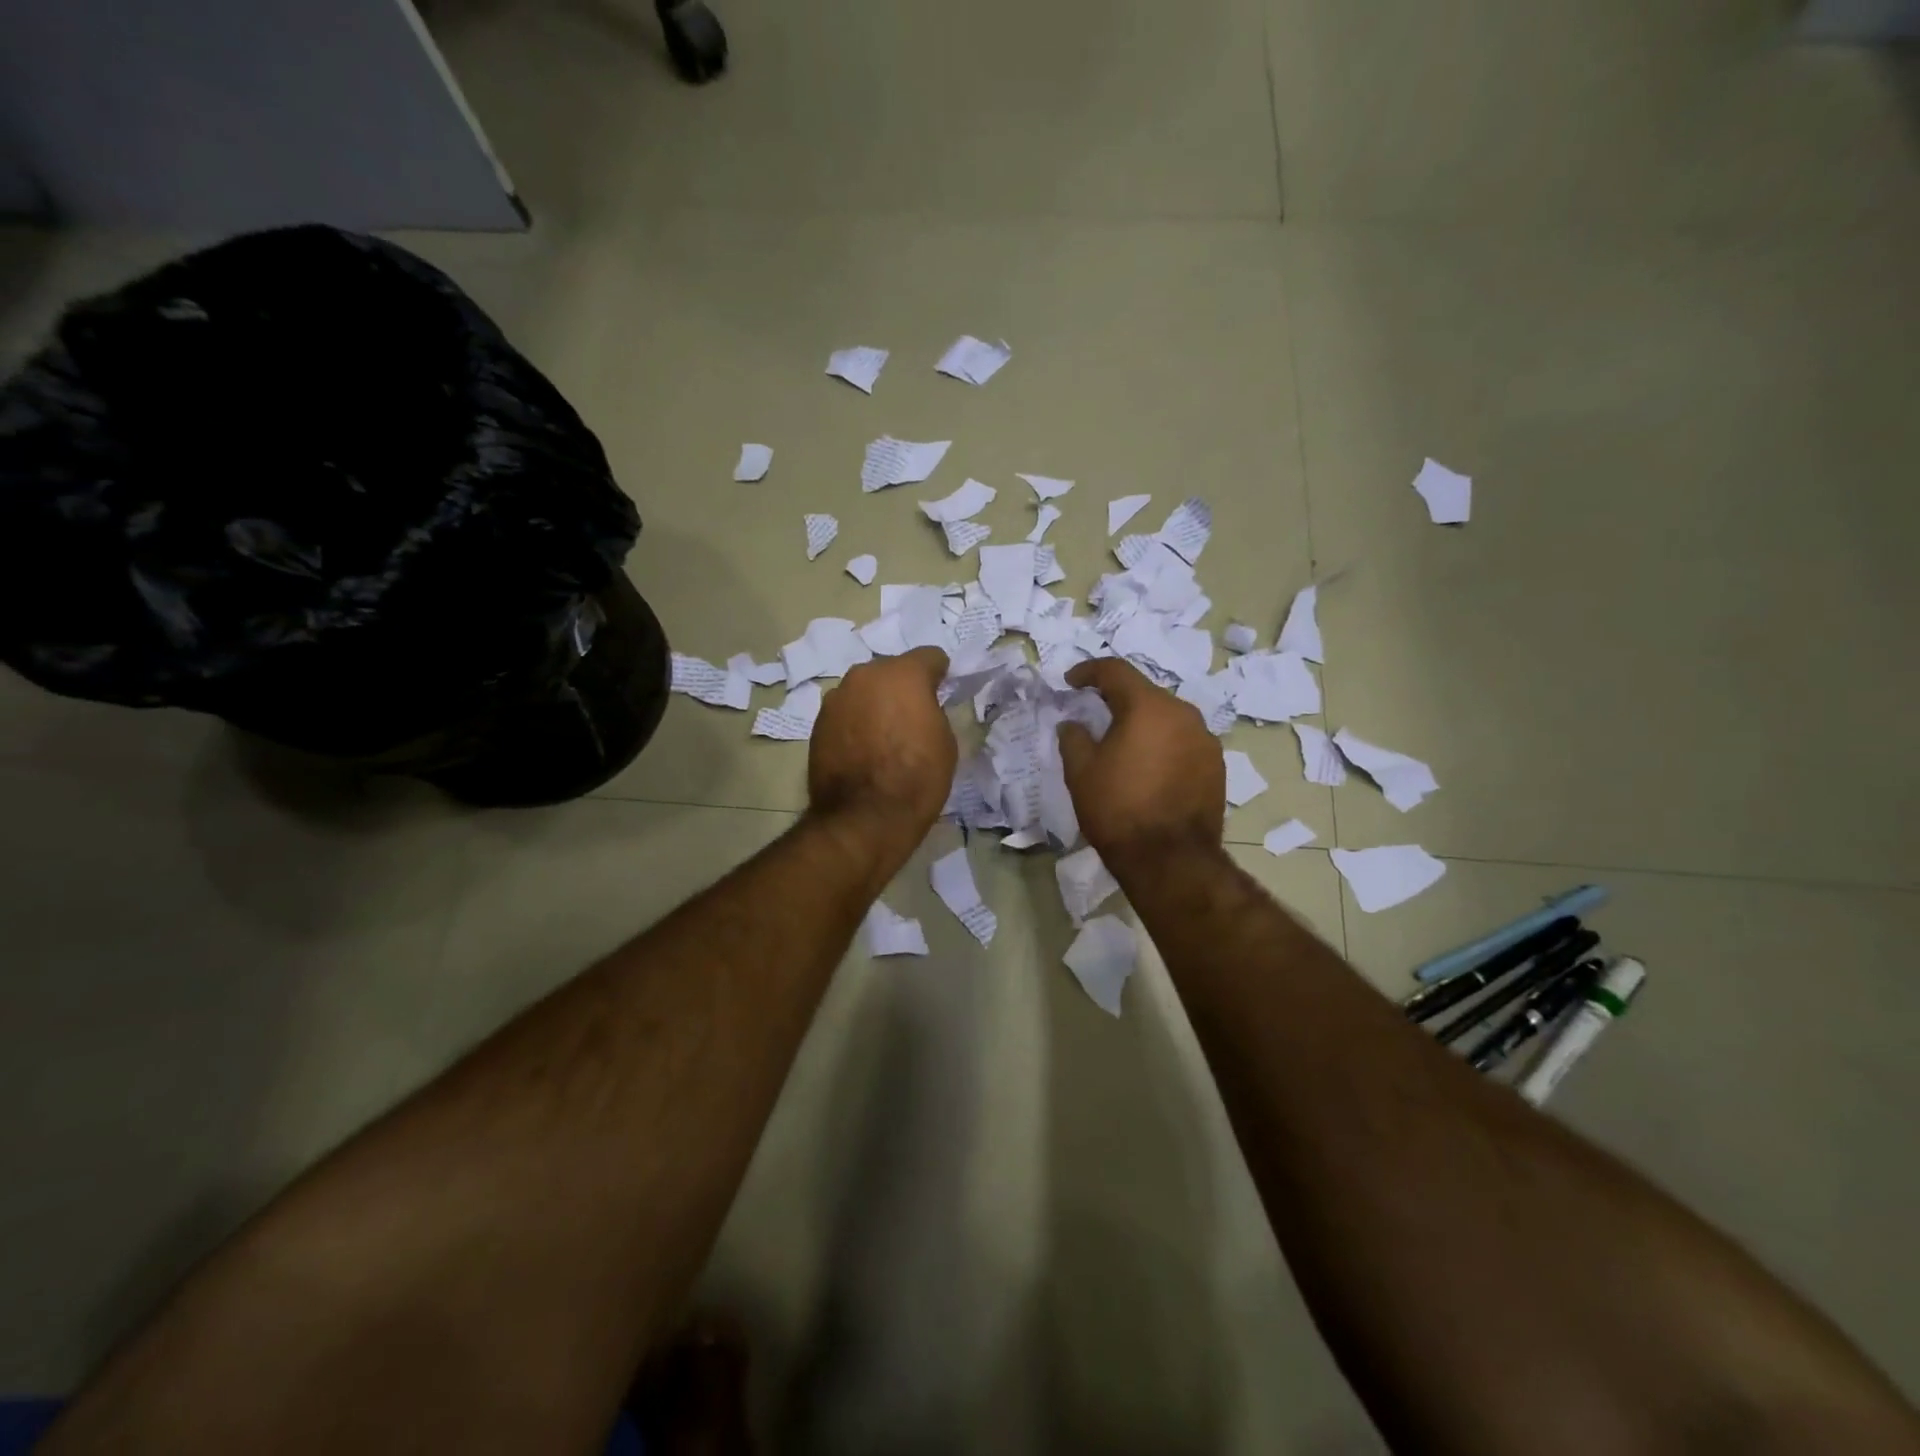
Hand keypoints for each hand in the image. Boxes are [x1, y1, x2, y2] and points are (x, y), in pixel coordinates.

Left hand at [807, 646, 956, 856]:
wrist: (864, 818)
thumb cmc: (917, 778)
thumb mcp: (944, 741)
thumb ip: (932, 711)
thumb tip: (919, 709)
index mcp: (903, 673)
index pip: (929, 656)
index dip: (939, 674)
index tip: (942, 692)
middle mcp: (864, 675)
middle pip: (890, 671)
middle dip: (902, 687)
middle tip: (912, 716)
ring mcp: (836, 698)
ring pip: (864, 691)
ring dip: (875, 704)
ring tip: (883, 736)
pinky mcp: (817, 723)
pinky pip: (845, 713)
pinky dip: (855, 723)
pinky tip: (862, 750)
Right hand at [1057, 657, 1224, 871]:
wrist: (1170, 860)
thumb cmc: (1118, 809)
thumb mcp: (1080, 772)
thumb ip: (1073, 738)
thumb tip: (1073, 724)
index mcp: (1148, 706)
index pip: (1115, 671)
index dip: (1089, 671)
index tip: (1071, 682)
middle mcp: (1183, 714)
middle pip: (1145, 694)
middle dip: (1117, 699)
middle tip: (1095, 713)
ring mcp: (1205, 740)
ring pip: (1167, 719)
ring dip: (1144, 724)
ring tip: (1123, 744)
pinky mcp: (1217, 766)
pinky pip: (1183, 742)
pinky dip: (1163, 746)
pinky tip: (1149, 768)